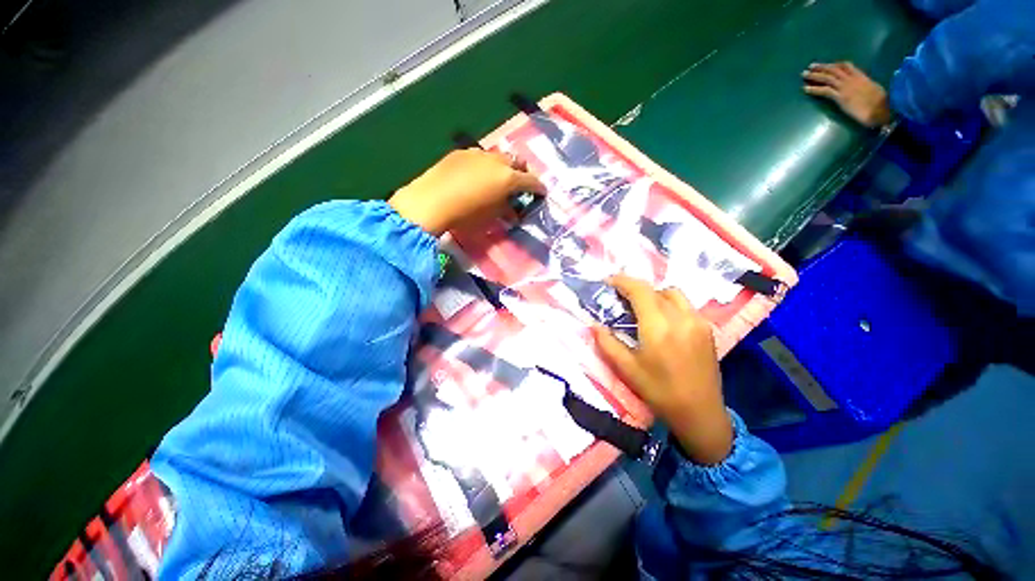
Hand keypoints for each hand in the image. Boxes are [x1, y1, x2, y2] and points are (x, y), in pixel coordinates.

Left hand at [389, 149, 545, 235]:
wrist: (431, 201)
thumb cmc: (466, 215)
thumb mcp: (491, 216)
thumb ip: (506, 210)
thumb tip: (513, 210)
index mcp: (508, 178)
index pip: (531, 181)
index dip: (539, 188)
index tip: (542, 193)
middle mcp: (497, 161)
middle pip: (518, 162)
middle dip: (523, 172)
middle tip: (521, 184)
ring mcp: (479, 154)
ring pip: (499, 156)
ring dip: (504, 166)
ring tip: (499, 178)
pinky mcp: (461, 152)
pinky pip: (480, 156)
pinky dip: (486, 165)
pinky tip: (477, 175)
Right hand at [592, 275, 732, 464]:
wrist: (701, 413)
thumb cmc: (659, 392)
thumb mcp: (627, 369)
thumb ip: (607, 343)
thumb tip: (594, 325)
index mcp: (658, 327)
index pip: (640, 290)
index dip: (622, 281)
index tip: (609, 282)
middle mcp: (681, 317)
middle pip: (655, 289)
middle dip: (635, 289)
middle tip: (620, 298)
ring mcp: (698, 322)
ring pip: (673, 293)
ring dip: (654, 294)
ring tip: (642, 308)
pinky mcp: (707, 329)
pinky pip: (685, 305)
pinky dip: (669, 304)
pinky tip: (662, 321)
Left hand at [803, 62, 892, 127]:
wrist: (882, 109)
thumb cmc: (882, 103)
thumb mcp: (875, 90)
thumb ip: (866, 86)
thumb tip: (863, 88)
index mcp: (862, 77)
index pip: (847, 66)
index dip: (836, 64)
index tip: (828, 64)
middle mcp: (852, 79)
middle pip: (834, 69)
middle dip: (822, 67)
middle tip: (811, 66)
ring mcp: (846, 87)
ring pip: (827, 77)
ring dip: (814, 75)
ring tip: (804, 74)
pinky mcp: (841, 97)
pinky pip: (825, 91)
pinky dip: (814, 89)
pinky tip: (805, 89)